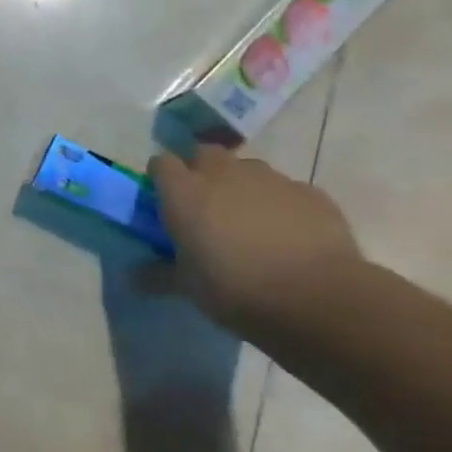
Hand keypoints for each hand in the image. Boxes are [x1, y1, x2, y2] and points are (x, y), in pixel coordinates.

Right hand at [150, 145, 364, 331]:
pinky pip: (285, 190)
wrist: (317, 297)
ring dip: (242, 187)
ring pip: (247, 169)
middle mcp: (223, 173)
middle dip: (202, 172)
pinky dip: (280, 205)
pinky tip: (288, 236)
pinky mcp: (309, 192)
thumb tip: (135, 277)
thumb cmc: (235, 289)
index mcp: (184, 192)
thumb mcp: (187, 287)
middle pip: (204, 154)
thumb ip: (159, 275)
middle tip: (206, 207)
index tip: (165, 200)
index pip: (161, 163)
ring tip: (249, 223)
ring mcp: (270, 178)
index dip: (162, 178)